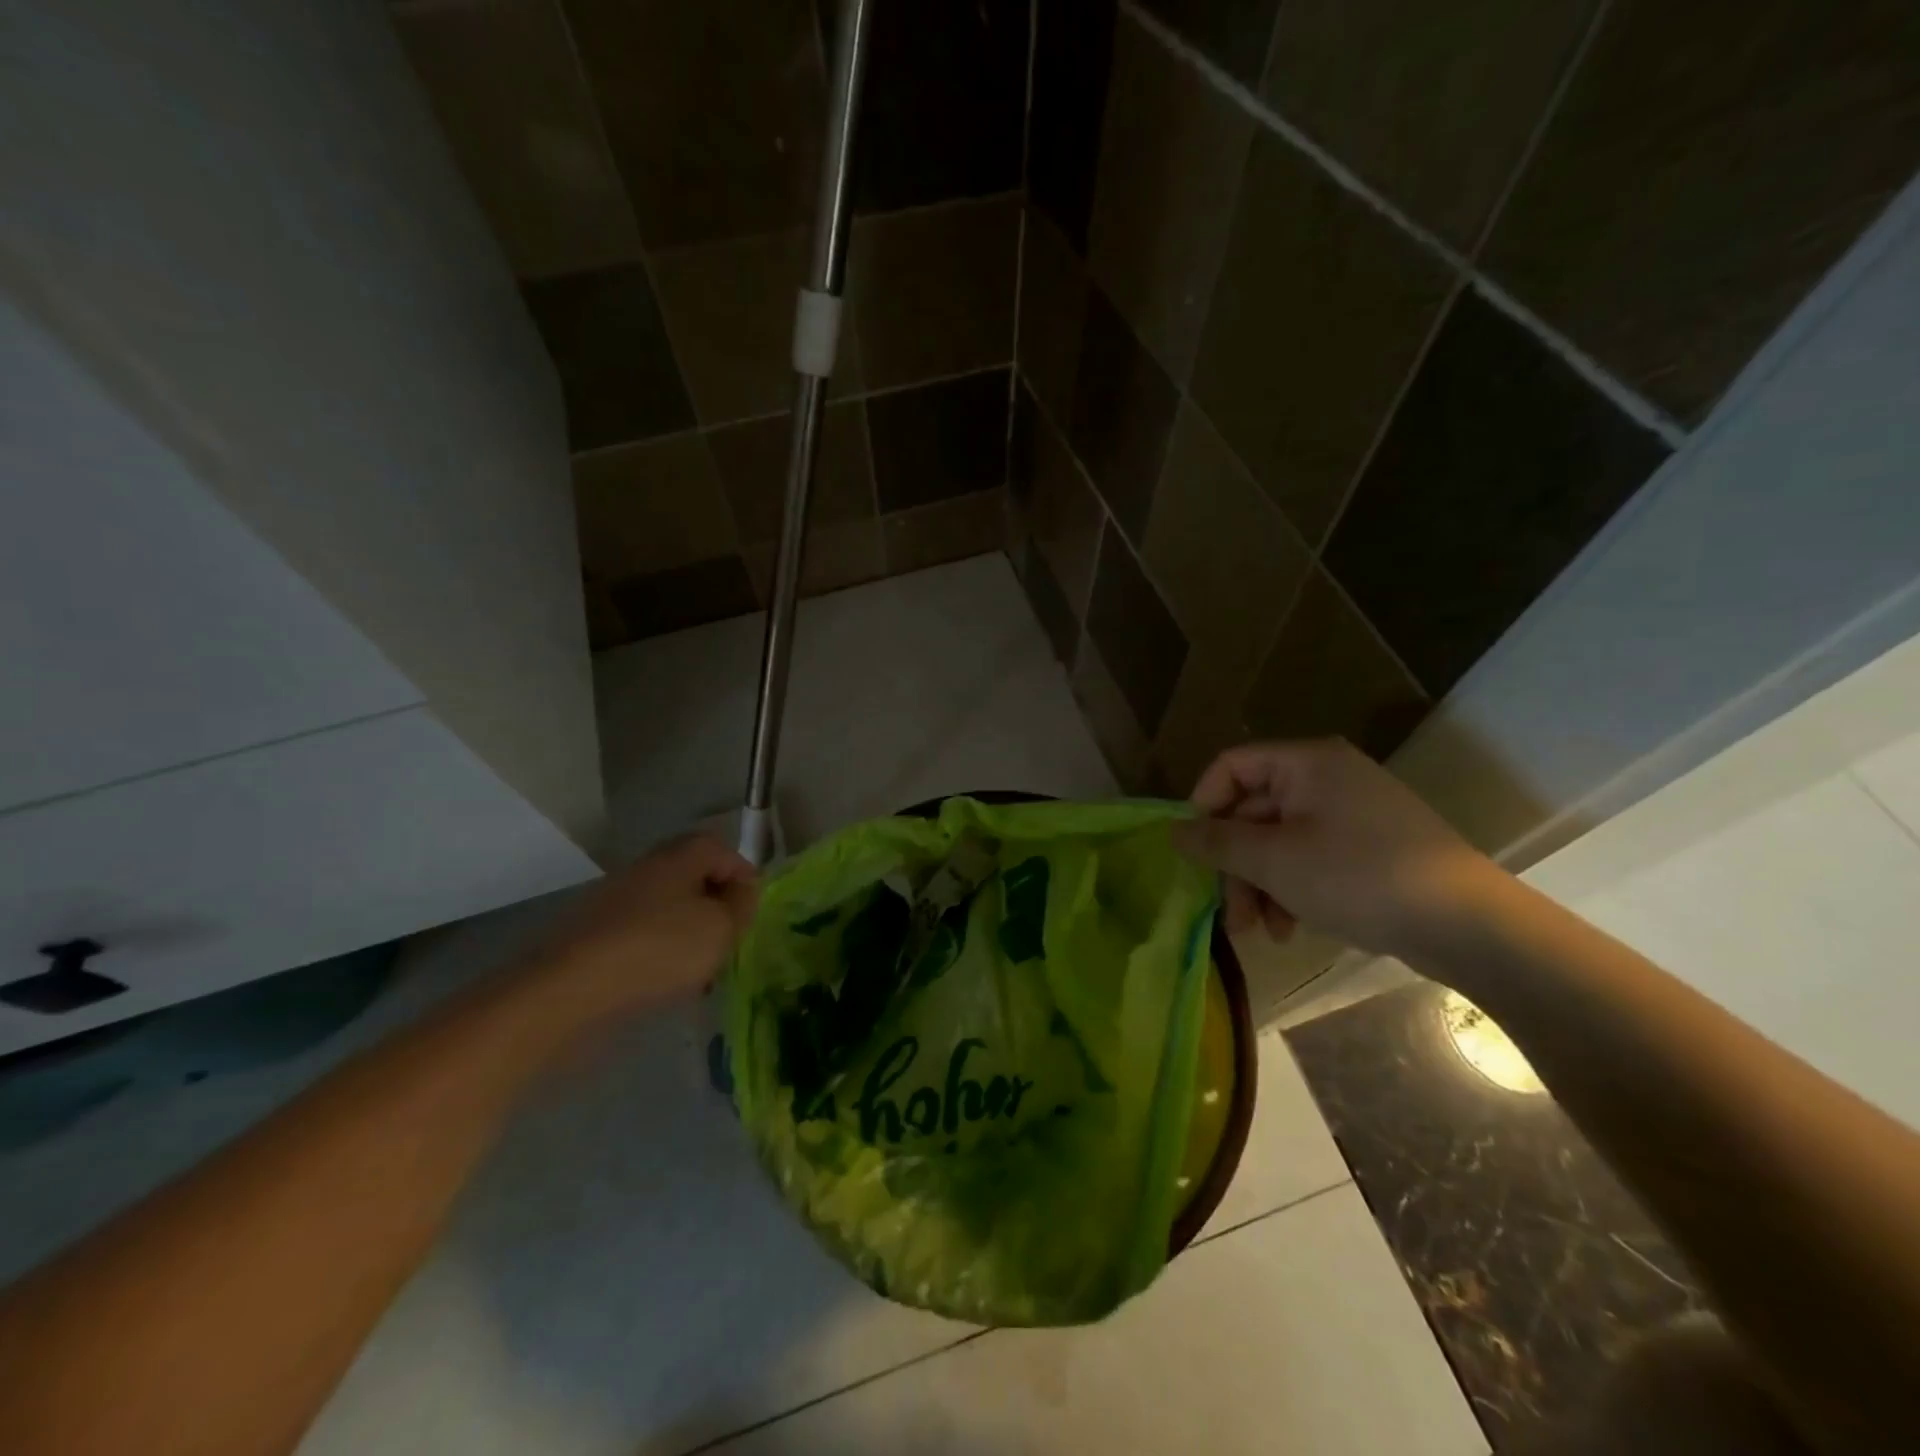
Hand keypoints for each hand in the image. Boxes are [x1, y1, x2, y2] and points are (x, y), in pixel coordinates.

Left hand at [533, 834, 757, 1017]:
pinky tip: (664, 980)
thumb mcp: (721, 927)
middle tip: (728, 937)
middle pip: (692, 876)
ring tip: (700, 968)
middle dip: (715, 905)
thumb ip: (741, 905)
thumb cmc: (659, 949)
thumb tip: (741, 891)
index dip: (742, 874)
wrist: (569, 991)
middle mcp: (645, 869)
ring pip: (666, 907)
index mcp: (678, 856)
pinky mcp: (594, 935)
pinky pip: (641, 933)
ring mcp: (615, 901)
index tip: (752, 910)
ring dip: (687, 931)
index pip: (720, 848)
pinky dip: (658, 950)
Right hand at [1171, 739, 1498, 959]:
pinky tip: (1291, 929)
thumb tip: (1172, 831)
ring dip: (1260, 886)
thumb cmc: (1357, 876)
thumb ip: (1216, 842)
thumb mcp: (1273, 860)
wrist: (1466, 924)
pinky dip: (1292, 891)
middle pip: (1254, 812)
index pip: (1231, 767)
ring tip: (1261, 932)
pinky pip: (1310, 860)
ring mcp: (1351, 815)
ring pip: (1279, 842)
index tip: (1195, 851)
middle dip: (1235, 865)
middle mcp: (1327, 779)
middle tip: (1229, 915)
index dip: (1204, 805)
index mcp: (1306, 764)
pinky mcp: (1369, 850)